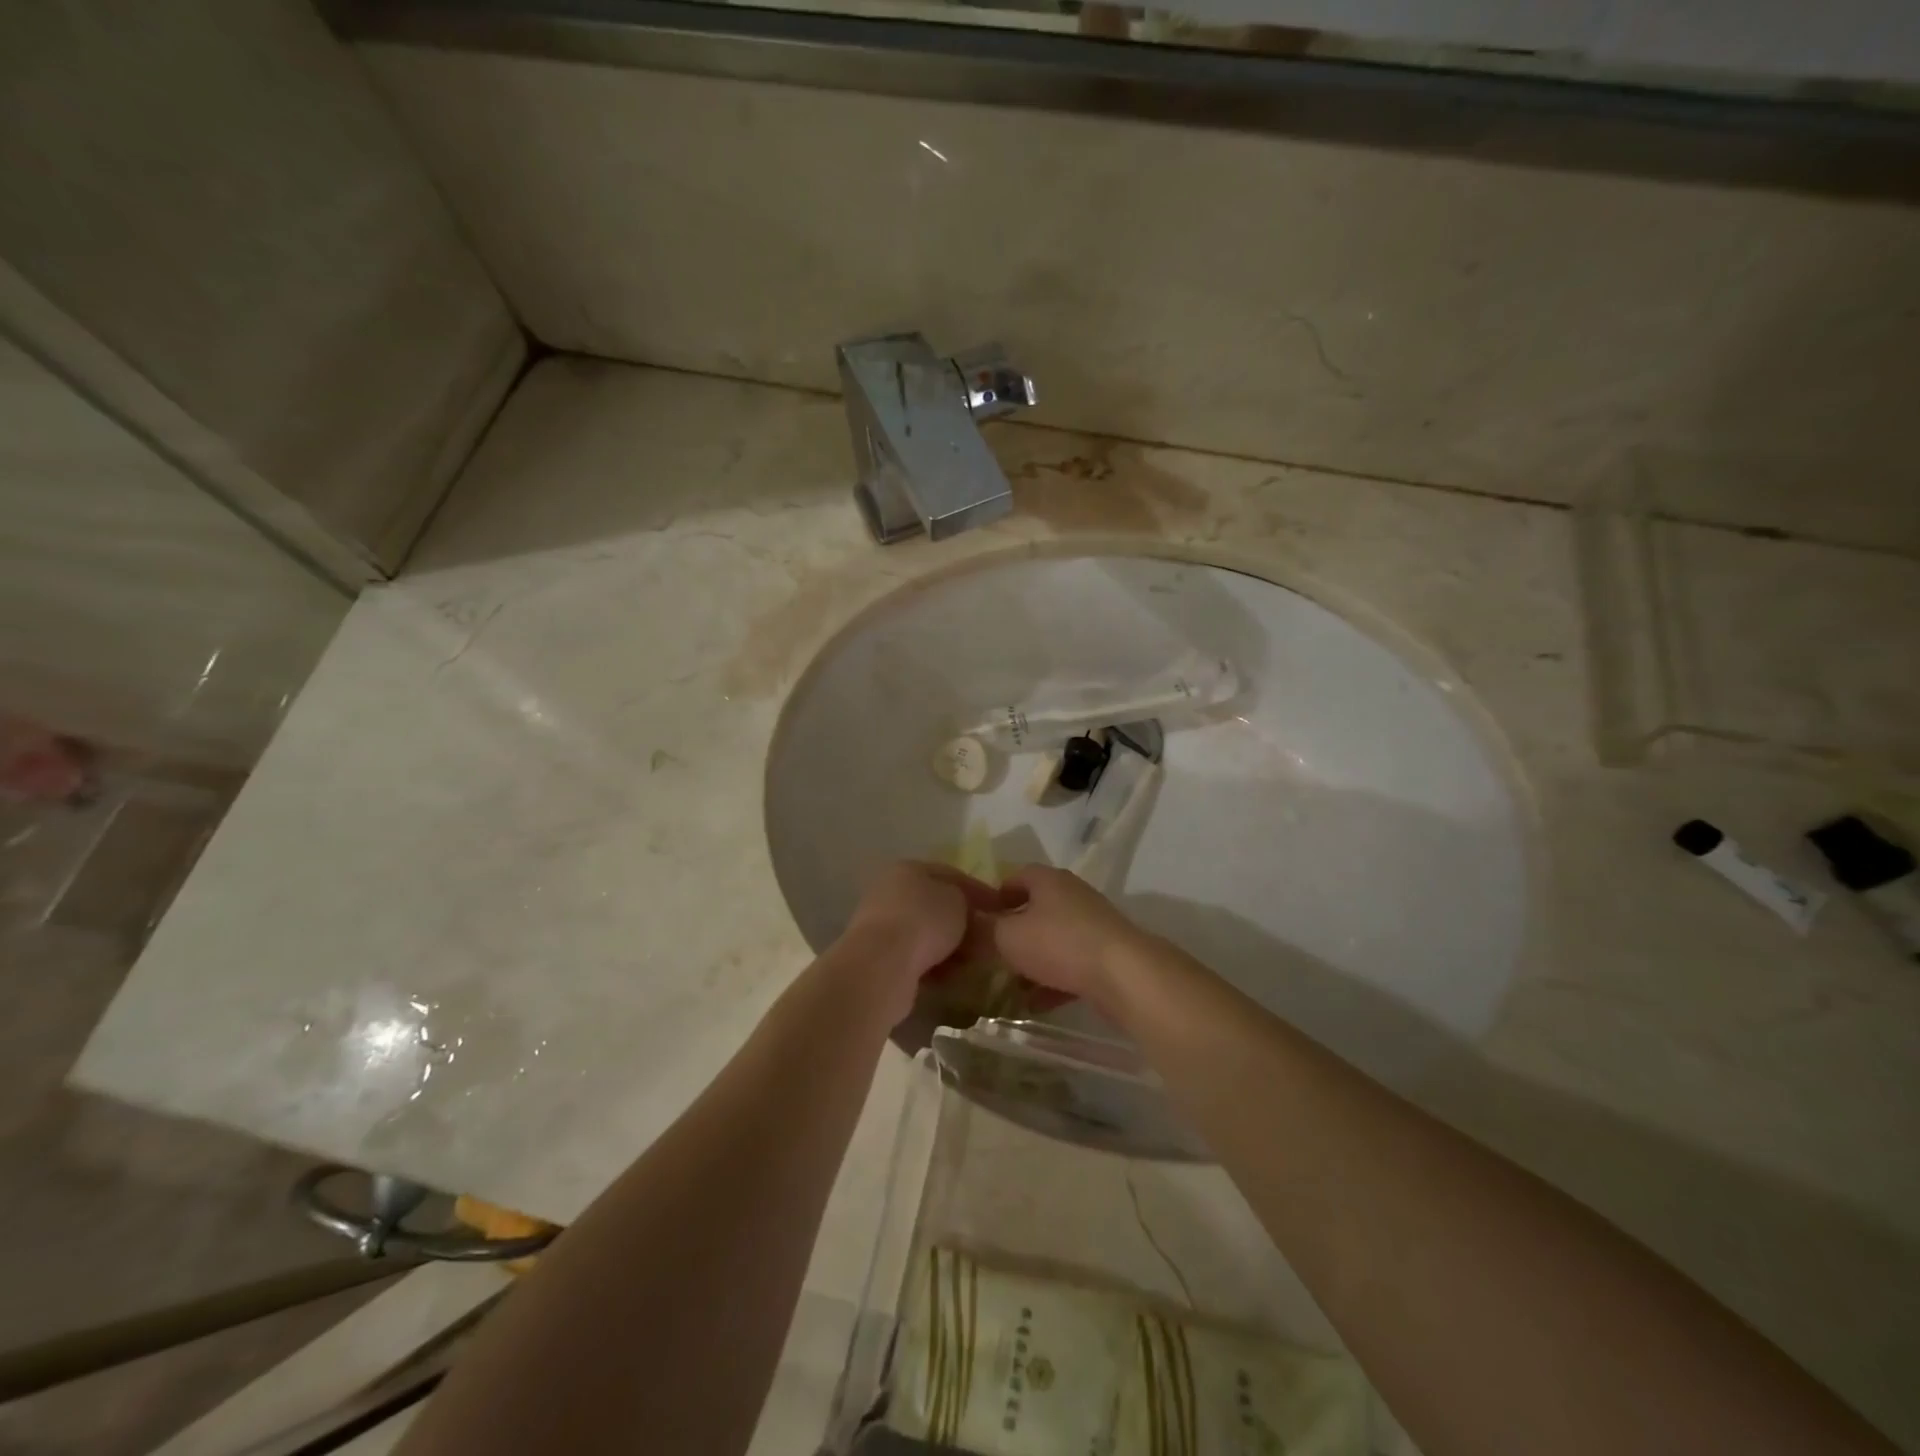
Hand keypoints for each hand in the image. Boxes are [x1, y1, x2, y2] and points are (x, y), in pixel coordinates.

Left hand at [841, 862, 1013, 1019]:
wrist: (882, 964)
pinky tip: (950, 977)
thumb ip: (969, 902)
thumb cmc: (924, 920)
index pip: (951, 874)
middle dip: (964, 923)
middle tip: (988, 939)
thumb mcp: (959, 901)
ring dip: (950, 947)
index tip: (1001, 909)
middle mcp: (891, 892)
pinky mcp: (880, 958)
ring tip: (972, 962)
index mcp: (908, 869)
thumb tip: (972, 915)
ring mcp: (882, 926)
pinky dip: (934, 965)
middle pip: (937, 906)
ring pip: (927, 934)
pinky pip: (916, 958)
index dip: (978, 890)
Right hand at [988, 865, 1156, 1010]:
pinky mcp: (1106, 955)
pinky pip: (1071, 965)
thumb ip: (984, 931)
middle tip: (990, 952)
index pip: (1016, 876)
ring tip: (1009, 983)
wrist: (1124, 975)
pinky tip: (1035, 1004)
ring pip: (1053, 939)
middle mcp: (1072, 896)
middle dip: (1013, 931)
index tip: (979, 918)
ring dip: (1032, 960)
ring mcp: (1092, 926)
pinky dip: (1052, 982)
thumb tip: (967, 927)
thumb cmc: (1059, 944)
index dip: (995, 895)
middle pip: (1036, 908)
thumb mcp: (1007, 937)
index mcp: (1048, 880)